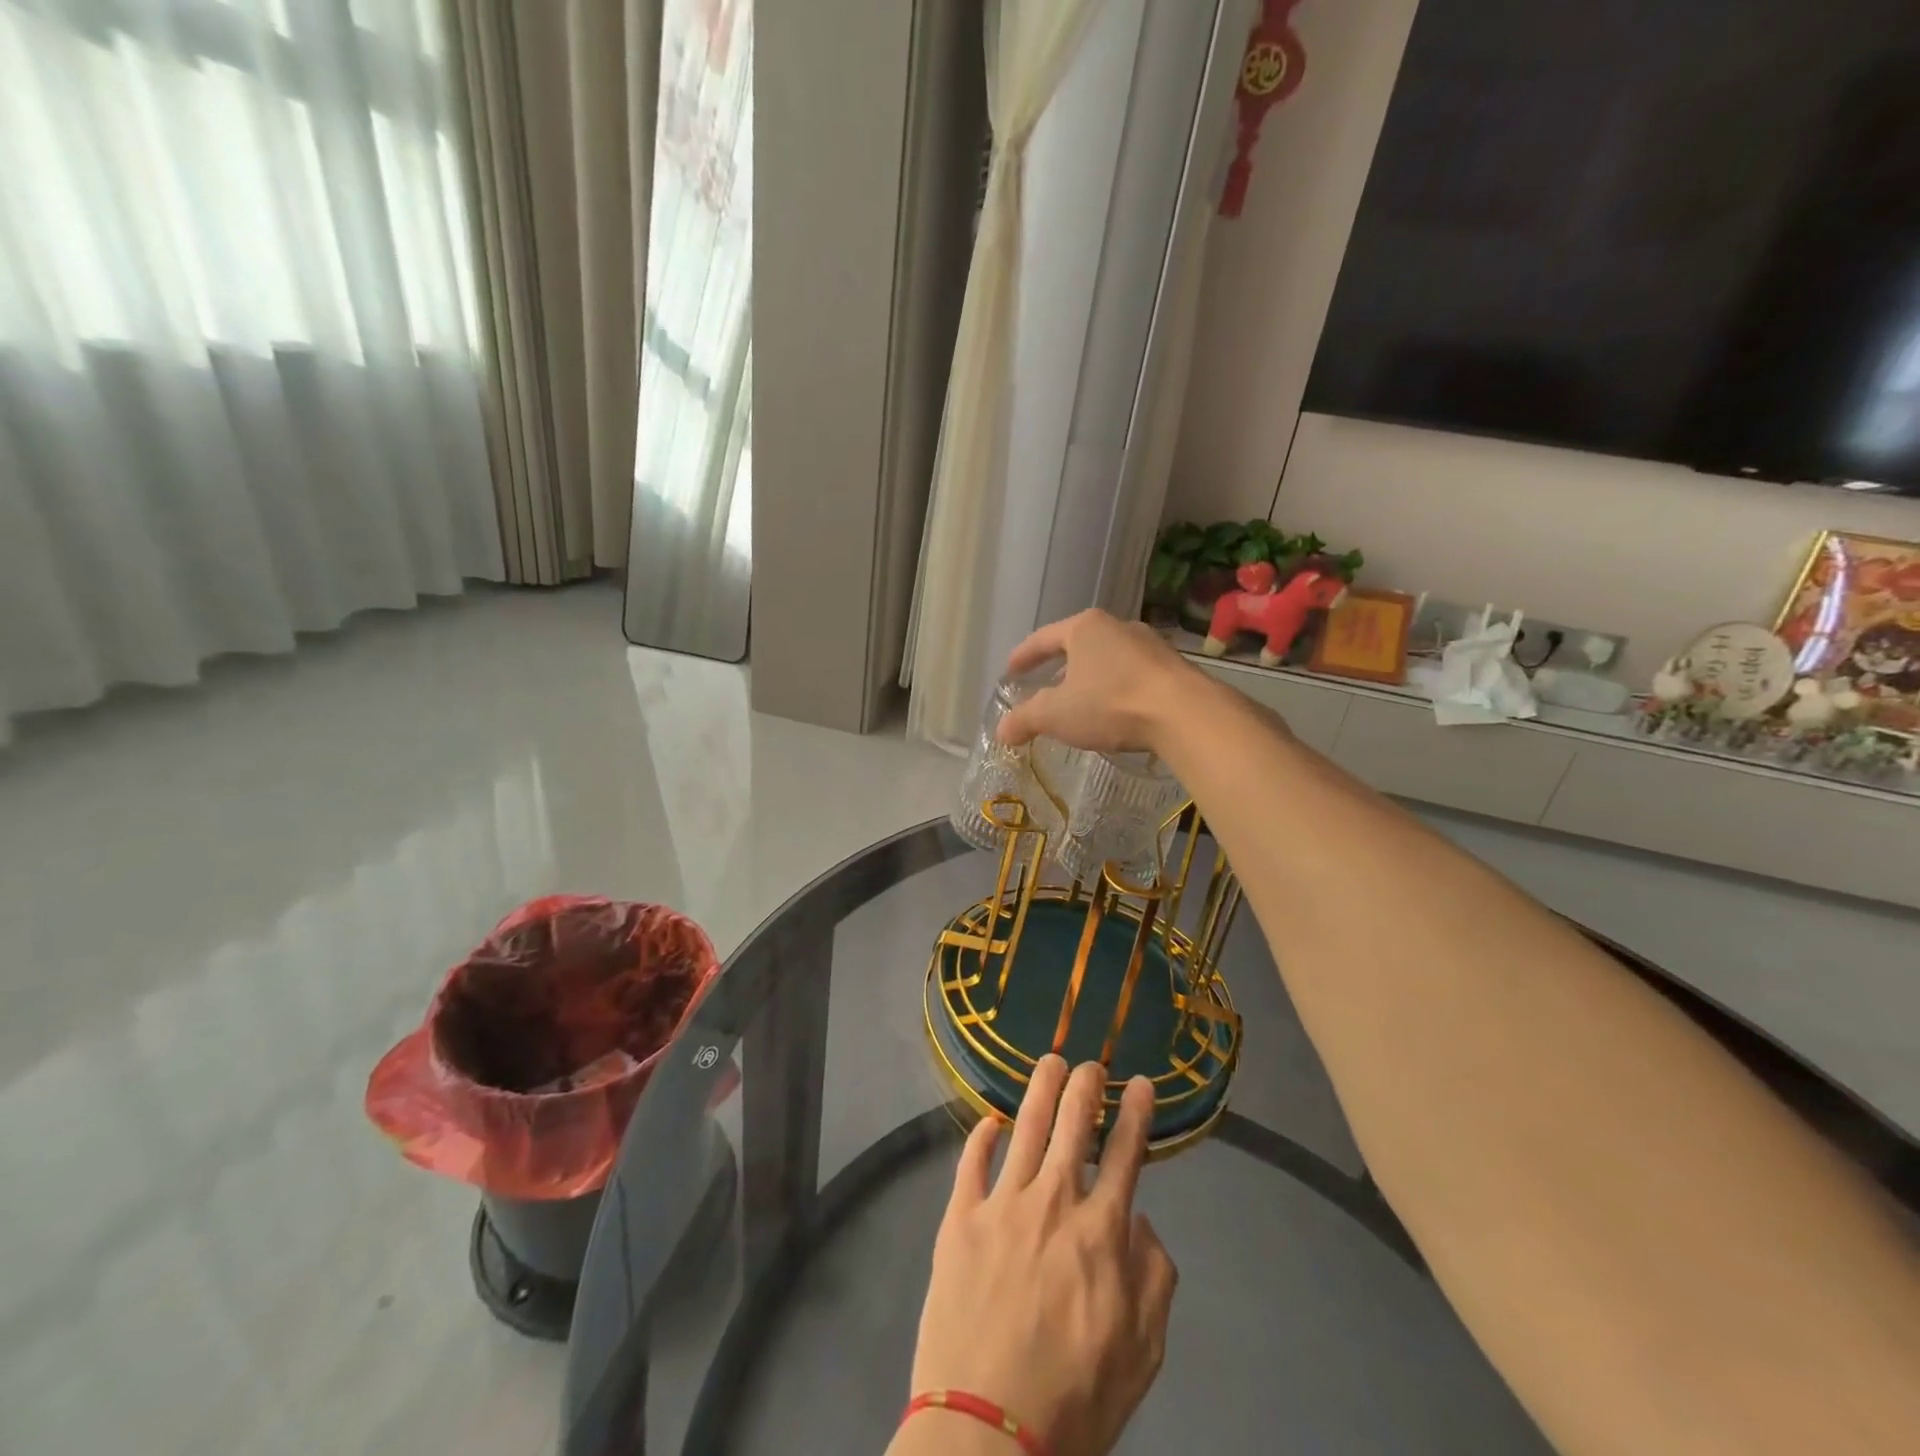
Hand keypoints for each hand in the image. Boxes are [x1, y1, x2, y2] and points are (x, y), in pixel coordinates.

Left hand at [902, 1059, 1176, 1455]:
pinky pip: (971, 1162)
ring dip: (1042, 1089)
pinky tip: (989, 1120)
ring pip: (1026, 1127)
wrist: (988, 1431)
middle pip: (1074, 1123)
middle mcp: (1054, 1201)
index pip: (1127, 1153)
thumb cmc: (1074, 1399)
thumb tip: (1140, 1221)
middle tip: (1092, 1064)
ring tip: (1051, 1061)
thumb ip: (1153, 1278)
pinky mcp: (960, 1218)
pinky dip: (982, 1135)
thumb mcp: (1142, 1353)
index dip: (1138, 1113)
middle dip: (1087, 1085)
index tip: (1143, 1083)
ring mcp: (1002, 1204)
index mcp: (1100, 1231)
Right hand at [995, 610, 1193, 754]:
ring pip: (1108, 660)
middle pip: (1078, 646)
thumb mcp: (1056, 714)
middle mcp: (1117, 627)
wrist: (1184, 713)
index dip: (1023, 656)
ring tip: (1081, 704)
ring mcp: (1149, 645)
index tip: (1010, 670)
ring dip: (1091, 680)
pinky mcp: (1173, 667)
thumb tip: (1001, 730)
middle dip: (1060, 669)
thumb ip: (1025, 719)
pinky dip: (1117, 690)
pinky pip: (1133, 676)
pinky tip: (1116, 712)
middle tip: (1045, 690)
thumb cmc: (1110, 703)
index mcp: (1084, 628)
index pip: (1043, 638)